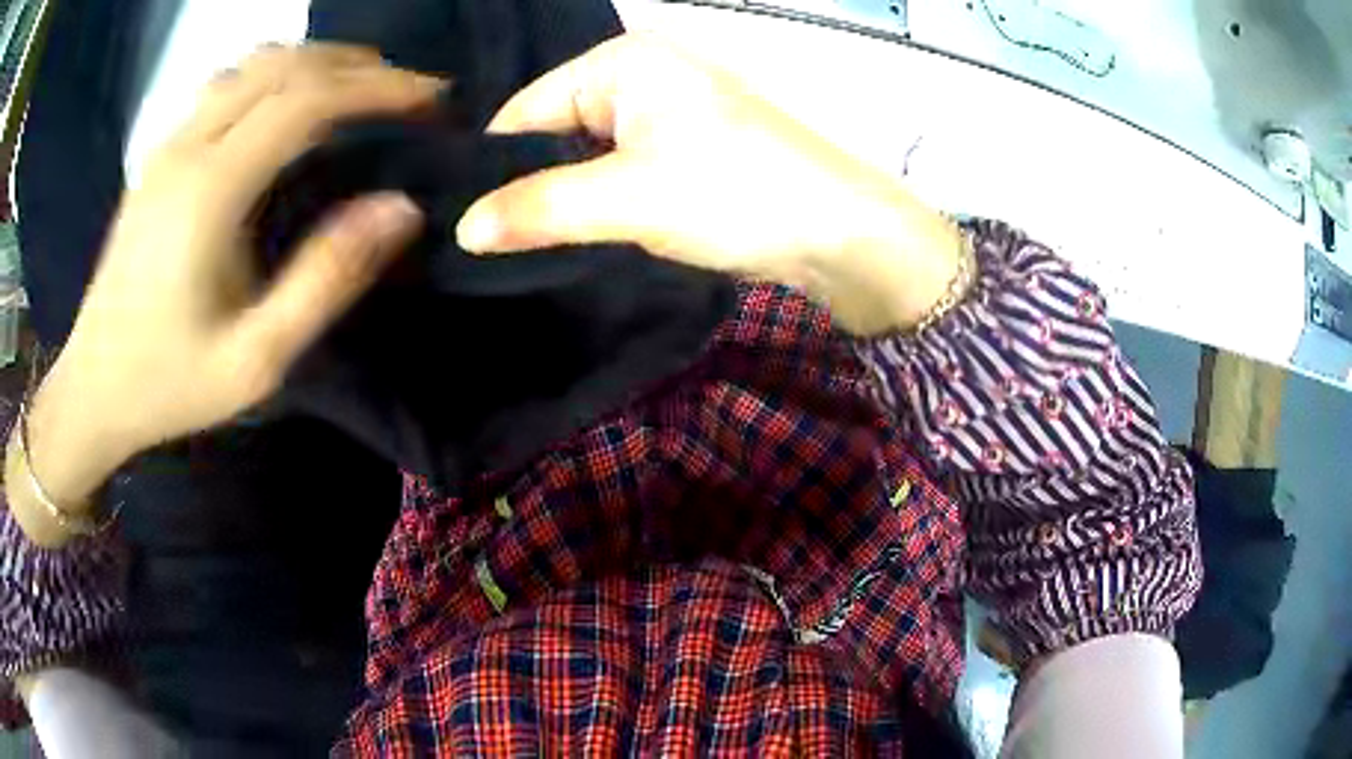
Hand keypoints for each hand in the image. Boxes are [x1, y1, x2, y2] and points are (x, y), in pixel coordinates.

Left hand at [13, 45, 438, 541]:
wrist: (92, 390)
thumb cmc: (170, 384)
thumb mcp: (255, 360)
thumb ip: (325, 279)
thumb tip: (400, 209)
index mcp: (209, 191)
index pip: (306, 100)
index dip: (376, 88)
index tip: (429, 97)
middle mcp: (188, 148)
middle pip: (282, 66)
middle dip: (353, 65)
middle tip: (404, 89)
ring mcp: (168, 147)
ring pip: (251, 66)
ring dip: (313, 62)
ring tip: (356, 85)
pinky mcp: (159, 158)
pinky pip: (224, 86)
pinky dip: (272, 75)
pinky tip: (286, 101)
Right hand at [456, 34, 965, 336]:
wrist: (837, 233)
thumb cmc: (735, 192)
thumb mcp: (626, 198)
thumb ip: (538, 210)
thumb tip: (461, 230)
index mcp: (620, 61)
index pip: (525, 109)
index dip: (492, 167)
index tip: (462, 225)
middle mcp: (637, 75)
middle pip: (551, 130)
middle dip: (526, 185)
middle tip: (487, 245)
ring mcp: (661, 112)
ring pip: (582, 156)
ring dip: (559, 199)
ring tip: (520, 247)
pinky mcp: (679, 150)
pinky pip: (613, 171)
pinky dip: (593, 203)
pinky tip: (570, 236)